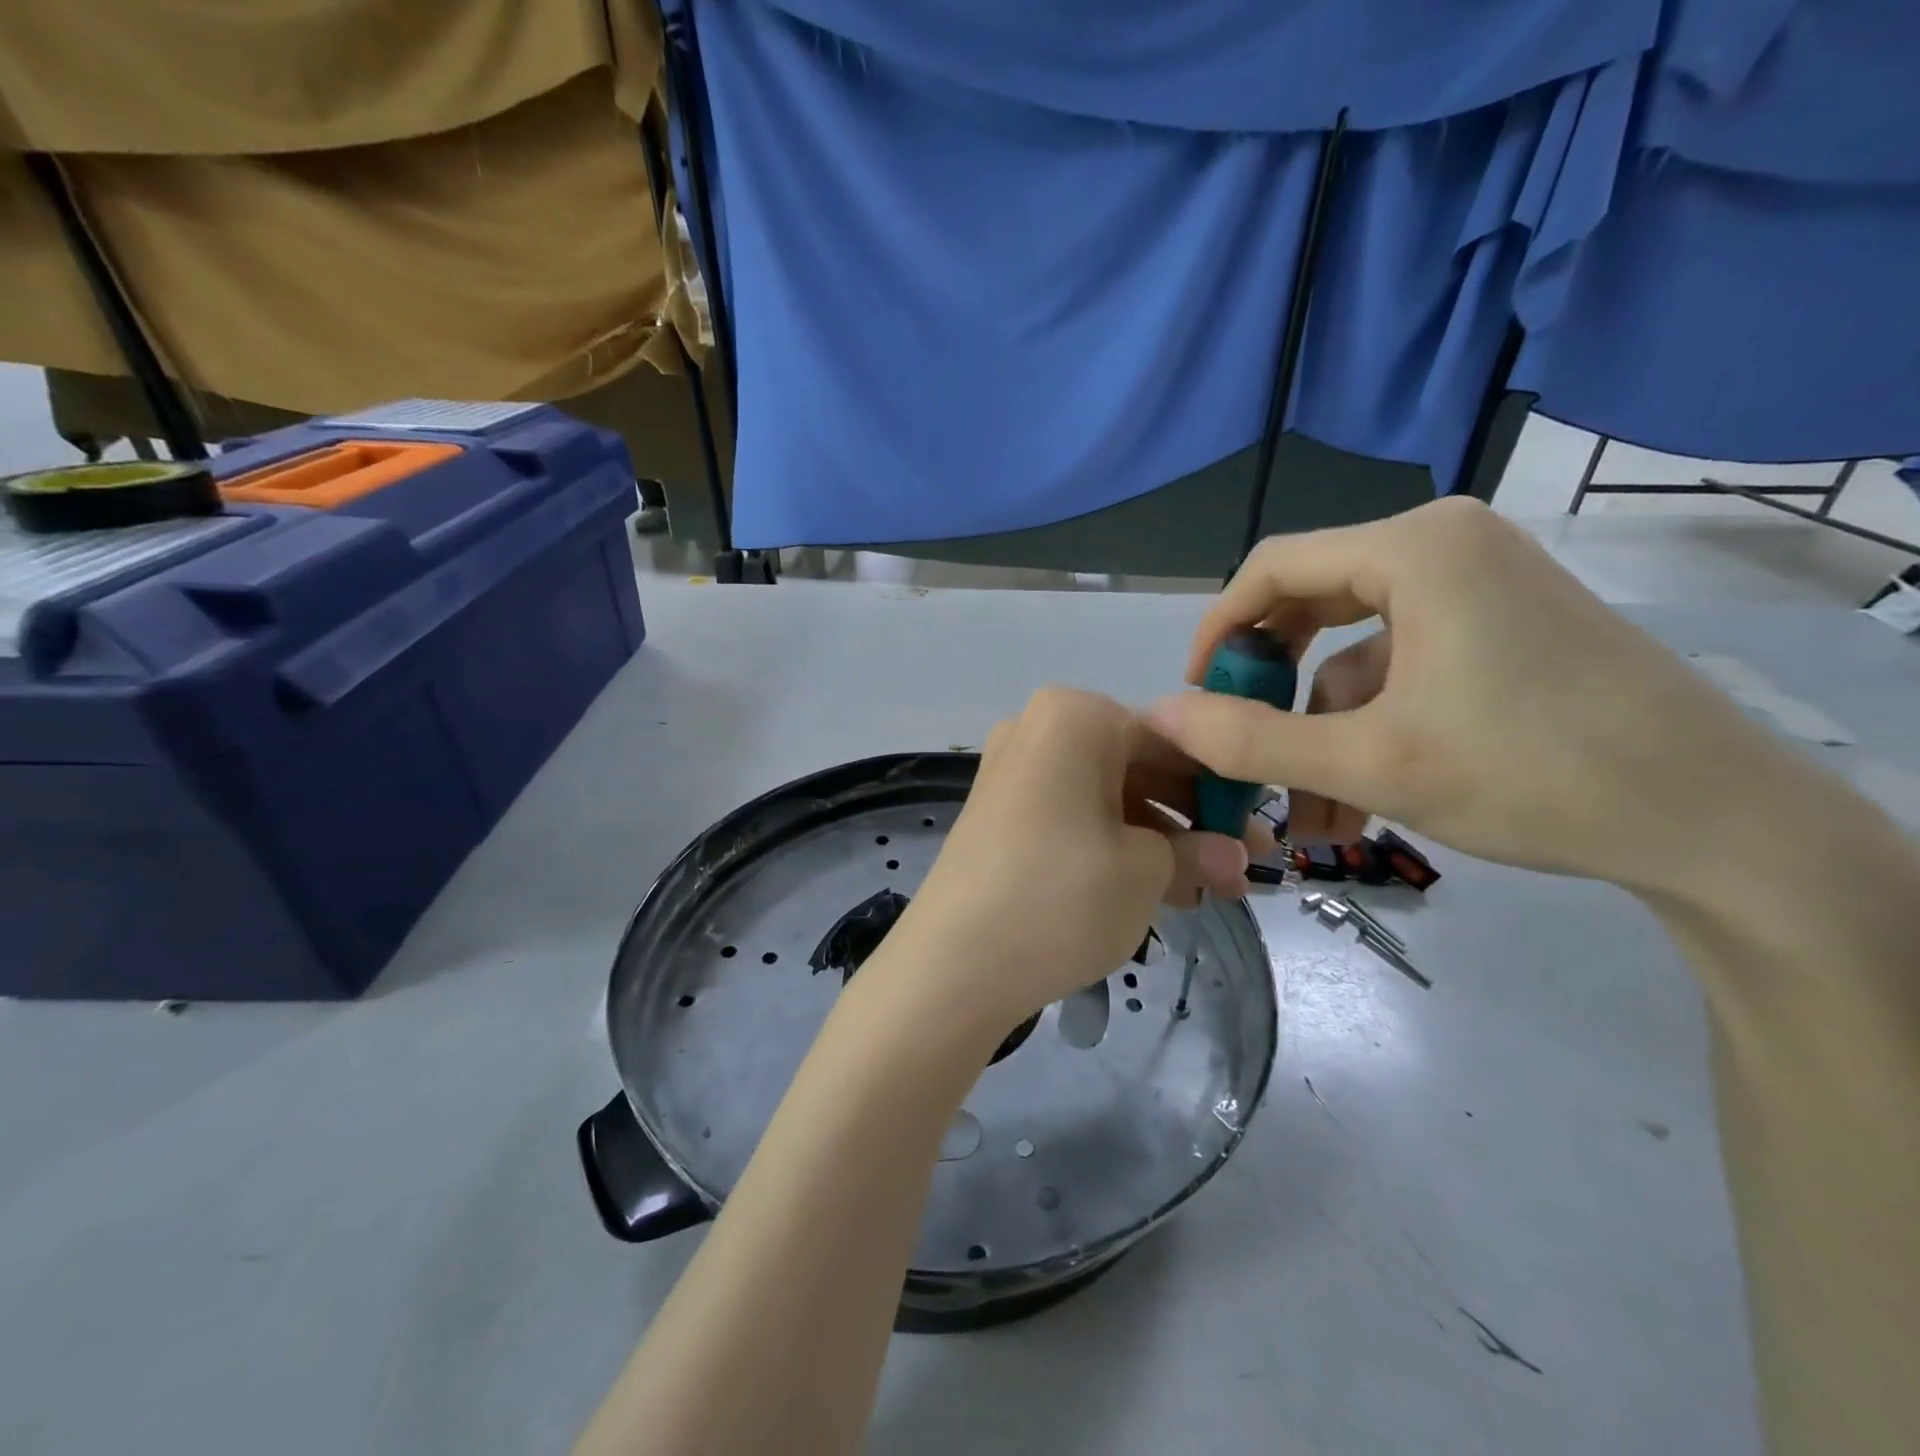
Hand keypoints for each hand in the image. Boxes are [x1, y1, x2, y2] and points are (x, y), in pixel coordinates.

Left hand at [889, 688, 1263, 1035]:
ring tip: (1208, 892)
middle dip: (1193, 820)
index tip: (1262, 828)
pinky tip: (1158, 891)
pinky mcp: (1002, 816)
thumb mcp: (1146, 872)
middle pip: (1138, 767)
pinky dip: (1116, 847)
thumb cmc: (1061, 896)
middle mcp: (1039, 730)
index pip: (1173, 739)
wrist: (952, 965)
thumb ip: (1198, 852)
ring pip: (1108, 798)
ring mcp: (1015, 773)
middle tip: (1243, 868)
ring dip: (1160, 841)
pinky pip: (1075, 818)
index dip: (1224, 786)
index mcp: (1074, 717)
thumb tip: (1236, 857)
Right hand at [1145, 498, 1787, 893]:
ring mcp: (1480, 583)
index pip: (1272, 567)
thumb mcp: (1370, 763)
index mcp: (1414, 549)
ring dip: (1323, 730)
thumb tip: (1161, 717)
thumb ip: (1252, 739)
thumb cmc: (1531, 773)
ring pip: (1356, 651)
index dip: (1218, 630)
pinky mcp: (1502, 625)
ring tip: (1311, 816)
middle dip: (1271, 687)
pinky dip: (1371, 727)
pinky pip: (1403, 666)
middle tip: (1241, 743)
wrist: (1717, 823)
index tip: (1195, 695)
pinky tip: (1360, 802)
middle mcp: (1445, 545)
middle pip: (1312, 603)